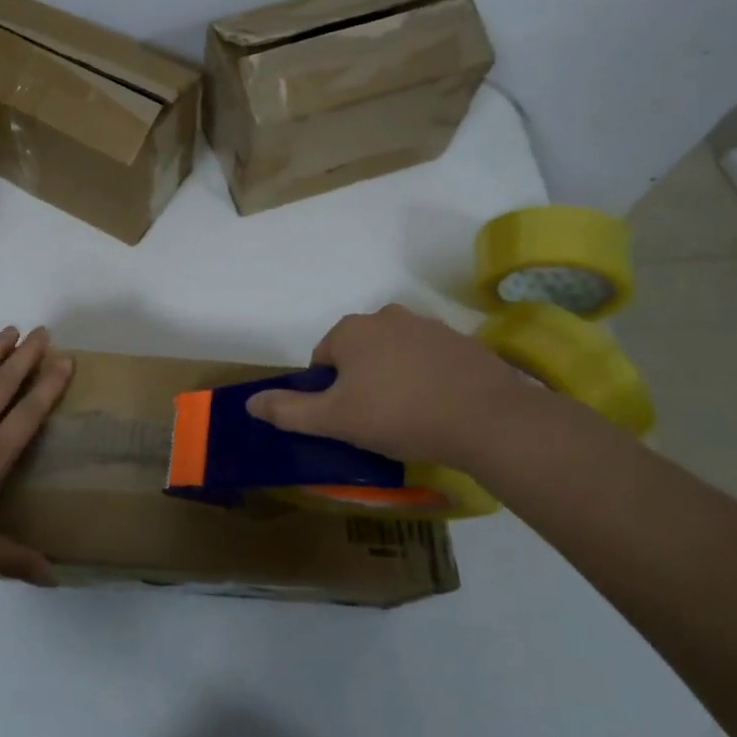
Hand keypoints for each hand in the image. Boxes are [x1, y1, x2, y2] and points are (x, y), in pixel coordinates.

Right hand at [245, 304, 537, 465]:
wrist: (487, 419)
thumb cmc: (399, 415)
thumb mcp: (336, 420)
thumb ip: (289, 411)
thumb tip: (250, 403)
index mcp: (351, 330)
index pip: (322, 359)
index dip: (328, 392)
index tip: (347, 419)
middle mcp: (386, 316)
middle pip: (358, 353)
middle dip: (361, 381)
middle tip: (375, 421)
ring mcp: (427, 325)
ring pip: (394, 354)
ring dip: (393, 378)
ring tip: (409, 416)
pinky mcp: (461, 341)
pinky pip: (429, 359)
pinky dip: (427, 378)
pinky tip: (439, 408)